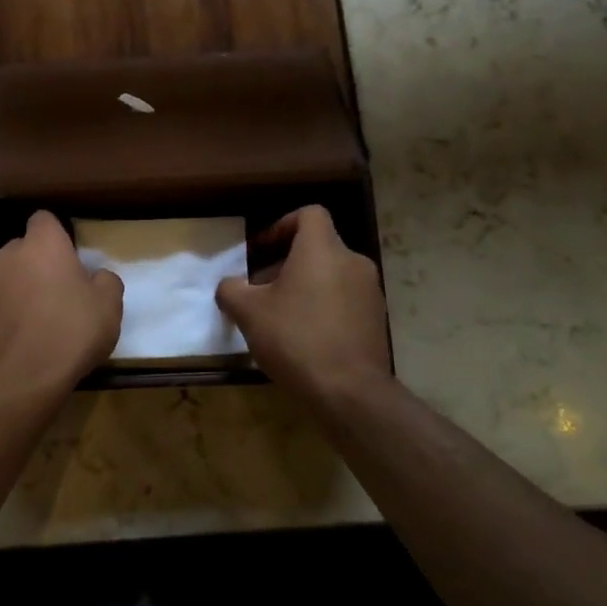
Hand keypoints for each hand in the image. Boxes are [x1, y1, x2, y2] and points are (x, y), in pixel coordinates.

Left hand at [0, 210, 122, 397]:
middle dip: (40, 262)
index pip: (45, 219)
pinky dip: (11, 311)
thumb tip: (96, 277)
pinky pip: (0, 302)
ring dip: (24, 286)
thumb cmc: (72, 331)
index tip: (73, 257)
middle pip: (25, 248)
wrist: (24, 378)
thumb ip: (106, 281)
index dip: (59, 234)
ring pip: (10, 275)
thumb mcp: (109, 305)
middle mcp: (9, 255)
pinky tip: (27, 335)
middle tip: (63, 289)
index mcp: (42, 244)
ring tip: (44, 316)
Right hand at [216, 205, 390, 403]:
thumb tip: (229, 285)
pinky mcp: (377, 319)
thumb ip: (232, 290)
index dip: (282, 225)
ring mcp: (369, 291)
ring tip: (280, 316)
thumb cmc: (295, 338)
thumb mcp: (248, 313)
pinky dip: (324, 306)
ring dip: (305, 286)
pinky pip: (345, 299)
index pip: (309, 214)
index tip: (261, 250)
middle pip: (318, 247)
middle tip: (261, 289)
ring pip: (331, 274)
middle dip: (286, 263)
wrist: (349, 391)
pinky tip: (305, 336)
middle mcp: (352, 262)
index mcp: (322, 249)